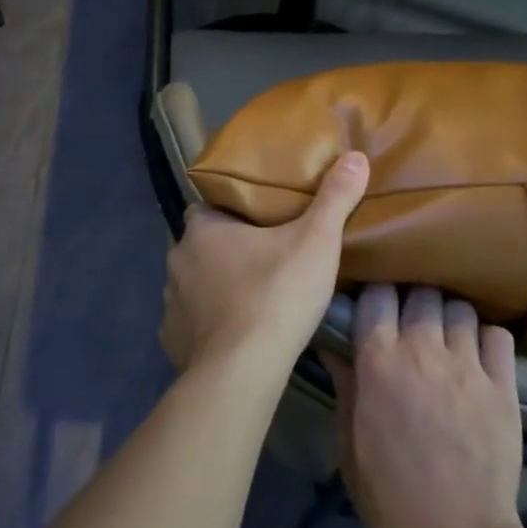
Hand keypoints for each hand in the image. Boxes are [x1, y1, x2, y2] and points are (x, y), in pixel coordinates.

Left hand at [161, 151, 368, 375]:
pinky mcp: (171, 339)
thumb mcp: (316, 242)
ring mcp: (170, 301)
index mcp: (202, 228)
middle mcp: (177, 259)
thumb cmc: (276, 295)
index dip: (231, 212)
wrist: (243, 370)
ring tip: (250, 299)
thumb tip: (356, 157)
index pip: (208, 207)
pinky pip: (188, 324)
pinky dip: (206, 327)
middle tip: (262, 260)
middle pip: (201, 246)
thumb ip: (335, 198)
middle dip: (224, 252)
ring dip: (214, 289)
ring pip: (193, 285)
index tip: (257, 220)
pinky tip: (232, 336)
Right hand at [325, 286, 526, 527]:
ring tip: (446, 337)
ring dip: (449, 317)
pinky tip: (479, 355)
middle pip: (421, 292)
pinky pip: (498, 336)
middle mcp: (422, 350)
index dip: (375, 296)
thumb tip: (333, 344)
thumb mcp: (348, 437)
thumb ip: (345, 383)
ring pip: (459, 308)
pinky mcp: (504, 387)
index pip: (377, 294)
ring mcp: (467, 366)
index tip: (373, 308)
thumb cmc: (387, 491)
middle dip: (413, 301)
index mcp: (378, 359)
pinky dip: (487, 338)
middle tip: (410, 322)